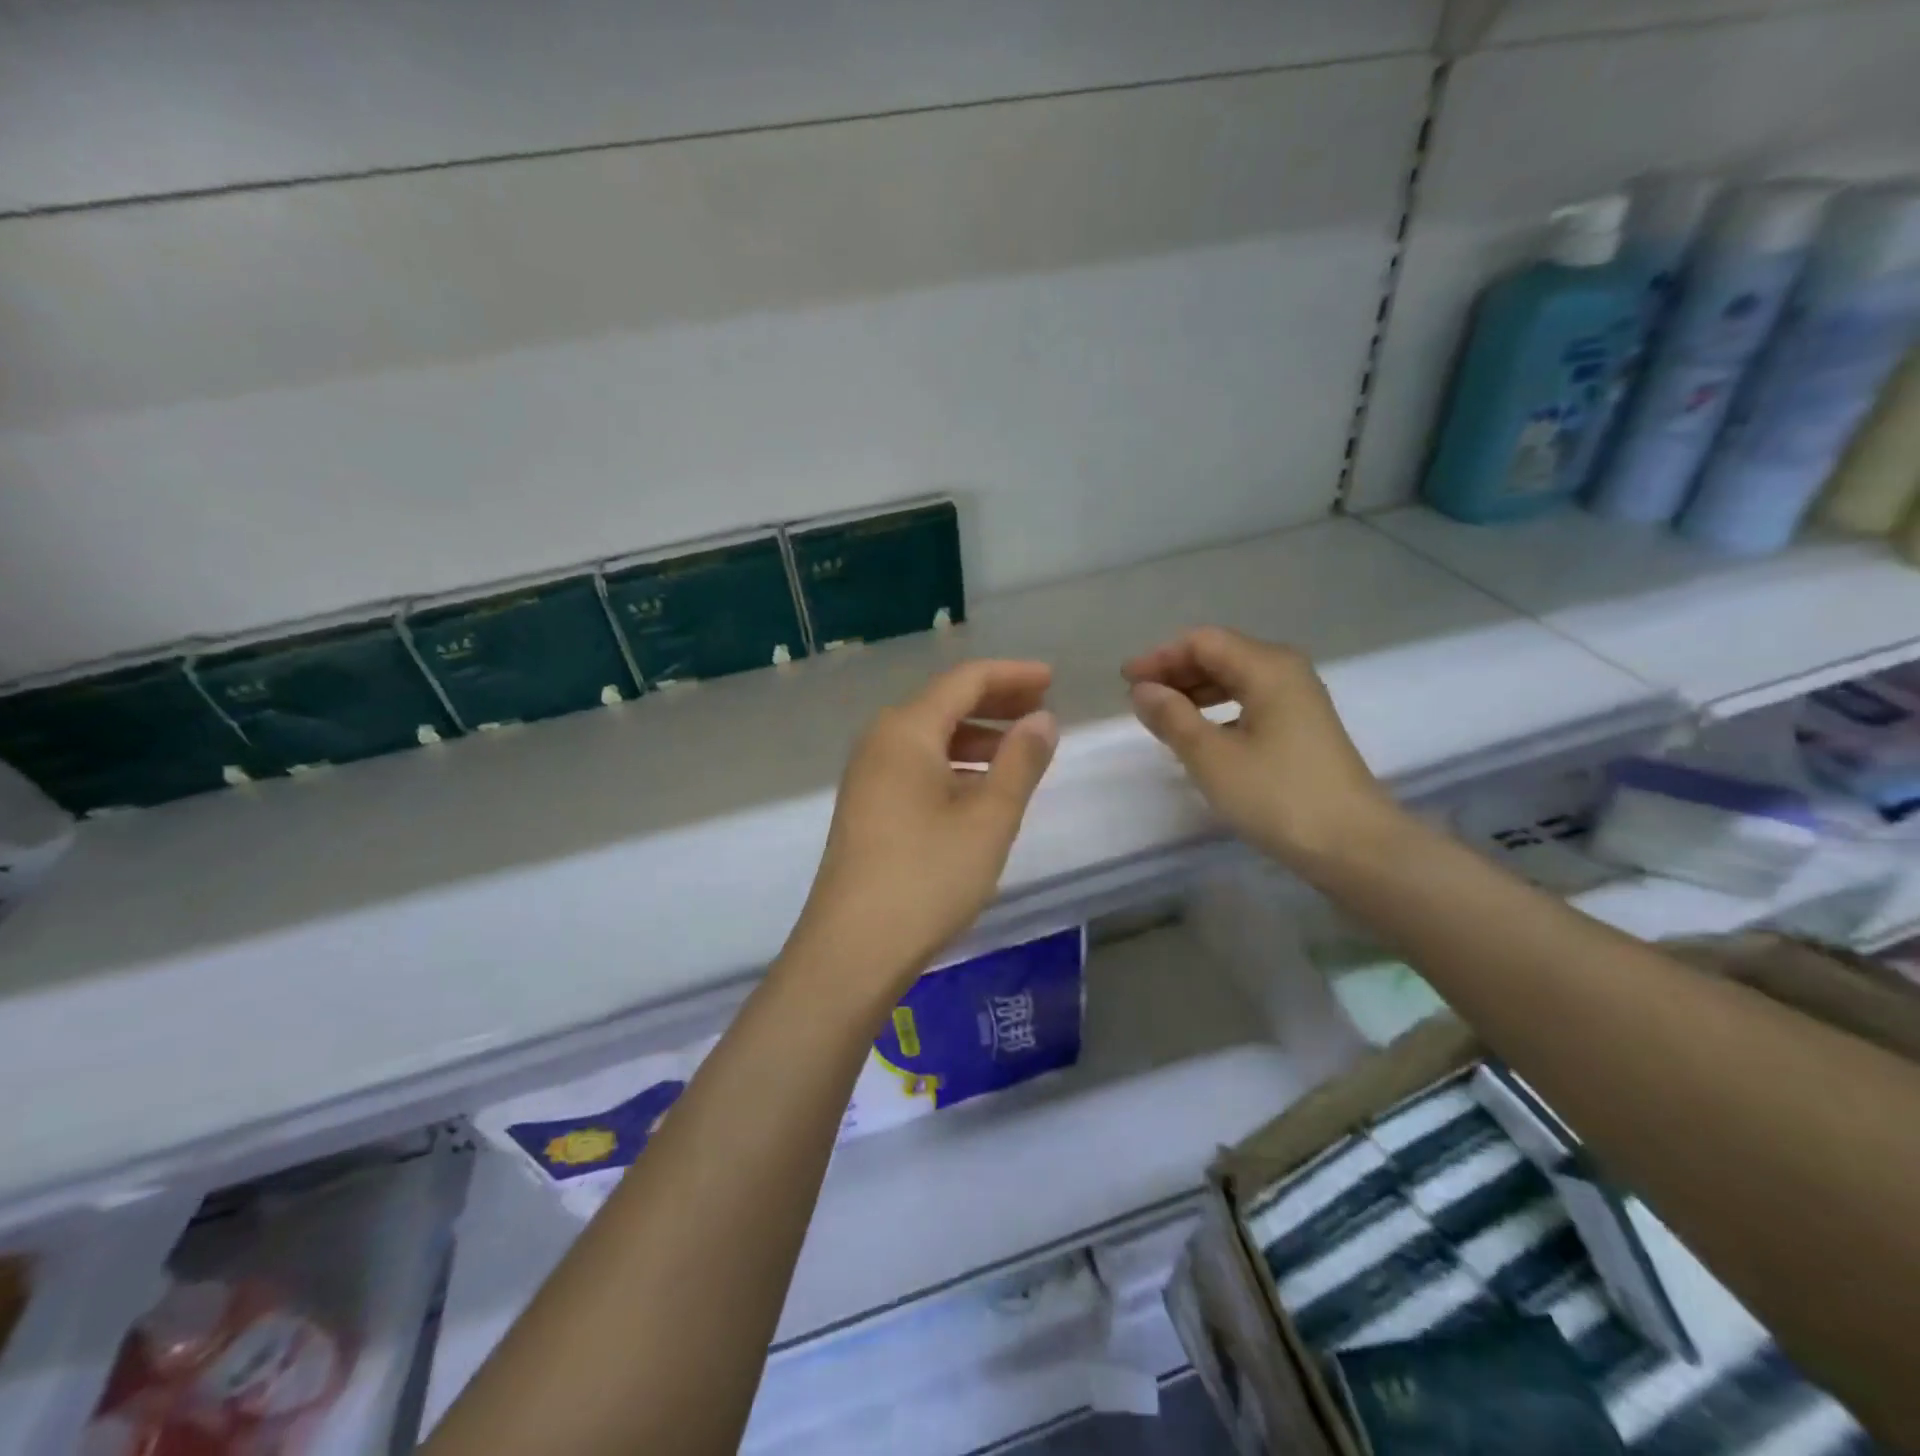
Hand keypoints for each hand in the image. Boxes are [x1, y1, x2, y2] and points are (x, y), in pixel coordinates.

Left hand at [784, 660, 1058, 1006]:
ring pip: (930, 737)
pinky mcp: (866, 807)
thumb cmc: (928, 877)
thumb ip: (1020, 762)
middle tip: (1042, 710)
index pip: (965, 680)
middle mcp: (880, 742)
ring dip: (976, 737)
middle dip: (995, 703)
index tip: (1052, 680)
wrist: (852, 949)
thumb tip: (1042, 719)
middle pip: (944, 703)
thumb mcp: (989, 818)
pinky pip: (916, 766)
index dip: (1012, 675)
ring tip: (1020, 751)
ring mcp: (867, 776)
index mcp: (906, 730)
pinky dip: (954, 765)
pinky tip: (980, 789)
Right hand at [1122, 627, 1400, 870]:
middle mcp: (1286, 672)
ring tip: (1162, 717)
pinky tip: (1200, 735)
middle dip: (1176, 672)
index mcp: (1267, 667)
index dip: (1160, 657)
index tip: (1125, 682)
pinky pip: (1250, 702)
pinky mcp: (1302, 729)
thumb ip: (1172, 717)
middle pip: (1221, 655)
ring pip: (1236, 680)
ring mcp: (1299, 701)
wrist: (1354, 846)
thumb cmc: (1277, 796)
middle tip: (1138, 699)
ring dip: (1195, 692)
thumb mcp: (1211, 757)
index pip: (1203, 642)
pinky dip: (1218, 710)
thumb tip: (1143, 690)